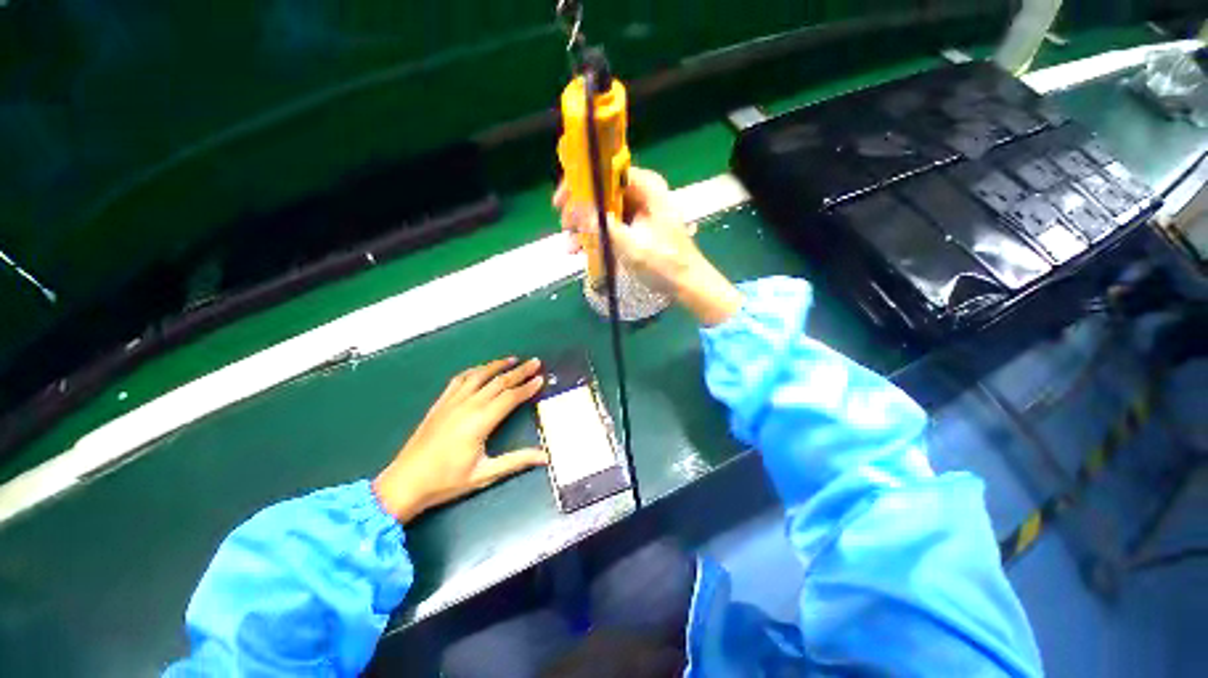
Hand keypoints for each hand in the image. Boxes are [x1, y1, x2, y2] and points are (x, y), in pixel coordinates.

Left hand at [372, 357, 546, 522]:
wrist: (405, 483)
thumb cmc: (446, 481)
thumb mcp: (485, 474)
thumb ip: (517, 461)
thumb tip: (545, 458)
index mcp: (480, 422)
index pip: (510, 397)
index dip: (527, 387)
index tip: (540, 379)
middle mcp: (467, 406)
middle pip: (498, 382)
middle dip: (519, 371)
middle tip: (535, 362)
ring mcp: (451, 402)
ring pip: (479, 376)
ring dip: (497, 365)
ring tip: (512, 359)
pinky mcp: (440, 403)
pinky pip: (459, 380)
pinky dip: (474, 371)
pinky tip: (481, 369)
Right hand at [554, 167, 742, 325]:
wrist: (687, 284)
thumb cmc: (664, 264)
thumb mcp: (630, 246)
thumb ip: (603, 226)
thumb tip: (577, 209)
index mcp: (647, 187)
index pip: (606, 172)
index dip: (580, 184)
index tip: (560, 203)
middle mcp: (643, 192)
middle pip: (602, 191)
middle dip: (581, 211)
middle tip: (565, 230)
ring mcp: (641, 209)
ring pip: (605, 209)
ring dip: (586, 227)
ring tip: (571, 248)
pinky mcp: (639, 226)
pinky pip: (612, 224)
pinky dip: (598, 235)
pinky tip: (584, 250)